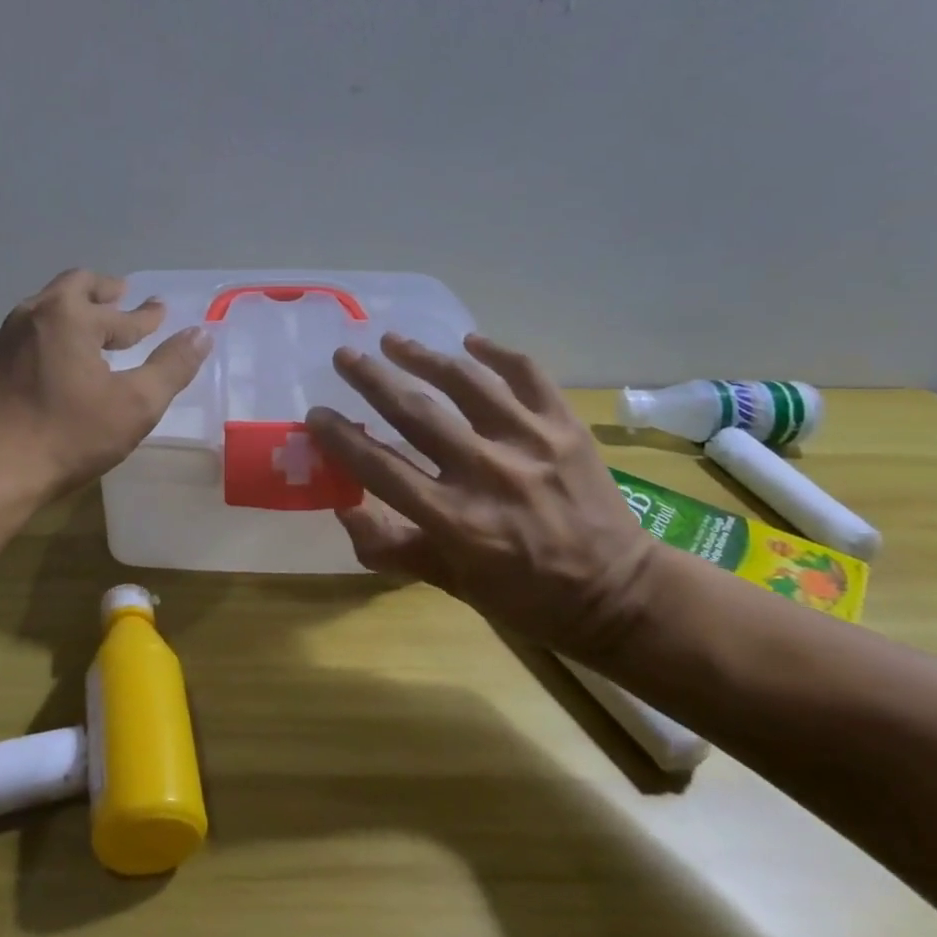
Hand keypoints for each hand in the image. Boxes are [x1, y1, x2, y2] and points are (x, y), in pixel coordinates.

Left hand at [0, 270, 211, 500]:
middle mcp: (34, 314)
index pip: (120, 311)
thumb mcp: (134, 405)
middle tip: (123, 298)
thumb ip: (171, 367)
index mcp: (70, 315)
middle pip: (75, 287)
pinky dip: (54, 332)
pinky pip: (30, 332)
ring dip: (76, 310)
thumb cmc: (67, 436)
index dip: (146, 315)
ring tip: (94, 325)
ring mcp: (5, 337)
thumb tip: (201, 334)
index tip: (160, 310)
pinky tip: (59, 357)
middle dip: (105, 293)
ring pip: (47, 307)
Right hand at [305, 333, 656, 658]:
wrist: (619, 594)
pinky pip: (527, 375)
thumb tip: (343, 511)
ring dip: (423, 356)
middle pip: (417, 413)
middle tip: (345, 356)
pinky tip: (470, 343)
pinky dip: (497, 353)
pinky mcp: (565, 428)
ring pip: (466, 383)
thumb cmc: (526, 596)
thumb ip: (394, 549)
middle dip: (372, 379)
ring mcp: (531, 444)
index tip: (316, 414)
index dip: (341, 438)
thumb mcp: (451, 584)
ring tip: (393, 340)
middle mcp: (488, 474)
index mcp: (455, 520)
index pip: (381, 468)